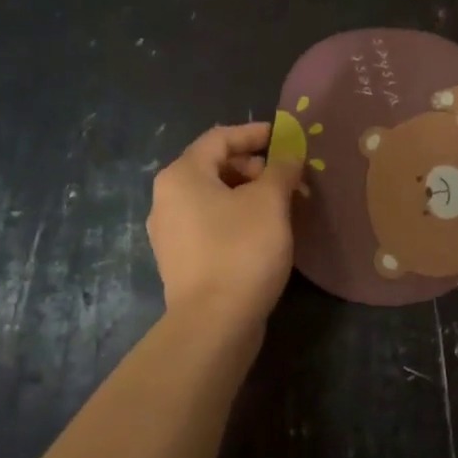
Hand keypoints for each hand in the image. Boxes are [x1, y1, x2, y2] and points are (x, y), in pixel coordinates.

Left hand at [147, 122, 302, 325]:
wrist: (213, 324)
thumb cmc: (241, 250)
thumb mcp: (270, 201)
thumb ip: (281, 170)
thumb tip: (288, 157)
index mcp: (182, 175)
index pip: (220, 138)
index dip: (254, 133)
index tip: (285, 138)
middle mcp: (167, 198)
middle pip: (215, 167)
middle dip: (256, 168)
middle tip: (290, 179)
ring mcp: (170, 232)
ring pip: (215, 198)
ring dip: (250, 195)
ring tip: (284, 207)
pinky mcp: (181, 260)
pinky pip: (211, 224)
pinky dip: (238, 218)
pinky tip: (265, 233)